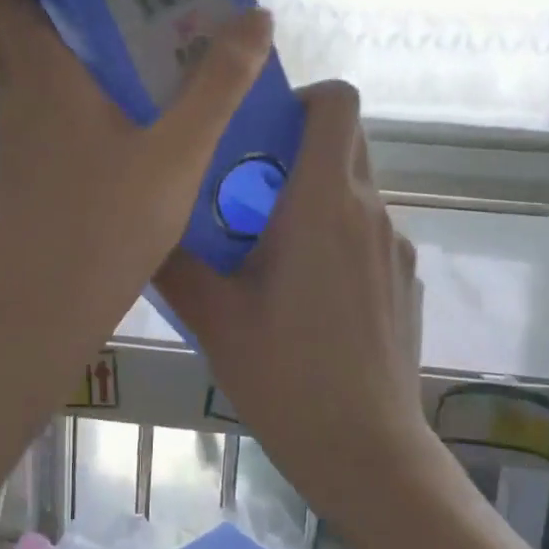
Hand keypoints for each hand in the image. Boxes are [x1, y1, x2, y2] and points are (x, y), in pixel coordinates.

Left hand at [0, 0, 272, 402]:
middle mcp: (19, 103)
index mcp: (43, 79)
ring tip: (115, 35)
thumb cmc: (104, 225)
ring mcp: (16, 145)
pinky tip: (115, 114)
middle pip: (17, 31)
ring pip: (28, 76)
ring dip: (56, 45)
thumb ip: (217, 85)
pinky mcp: (24, 178)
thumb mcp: (176, 152)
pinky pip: (42, 114)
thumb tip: (256, 18)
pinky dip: (66, 92)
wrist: (43, 314)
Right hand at [154, 80, 429, 525]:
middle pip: (346, 140)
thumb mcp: (215, 318)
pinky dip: (337, 236)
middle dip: (297, 147)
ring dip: (314, 196)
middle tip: (246, 189)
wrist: (367, 451)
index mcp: (324, 202)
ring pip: (355, 190)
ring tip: (269, 250)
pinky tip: (308, 296)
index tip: (258, 131)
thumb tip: (143, 227)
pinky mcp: (405, 280)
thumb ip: (175, 263)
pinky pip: (368, 232)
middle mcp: (371, 210)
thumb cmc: (287, 377)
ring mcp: (397, 246)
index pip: (336, 103)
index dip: (301, 97)